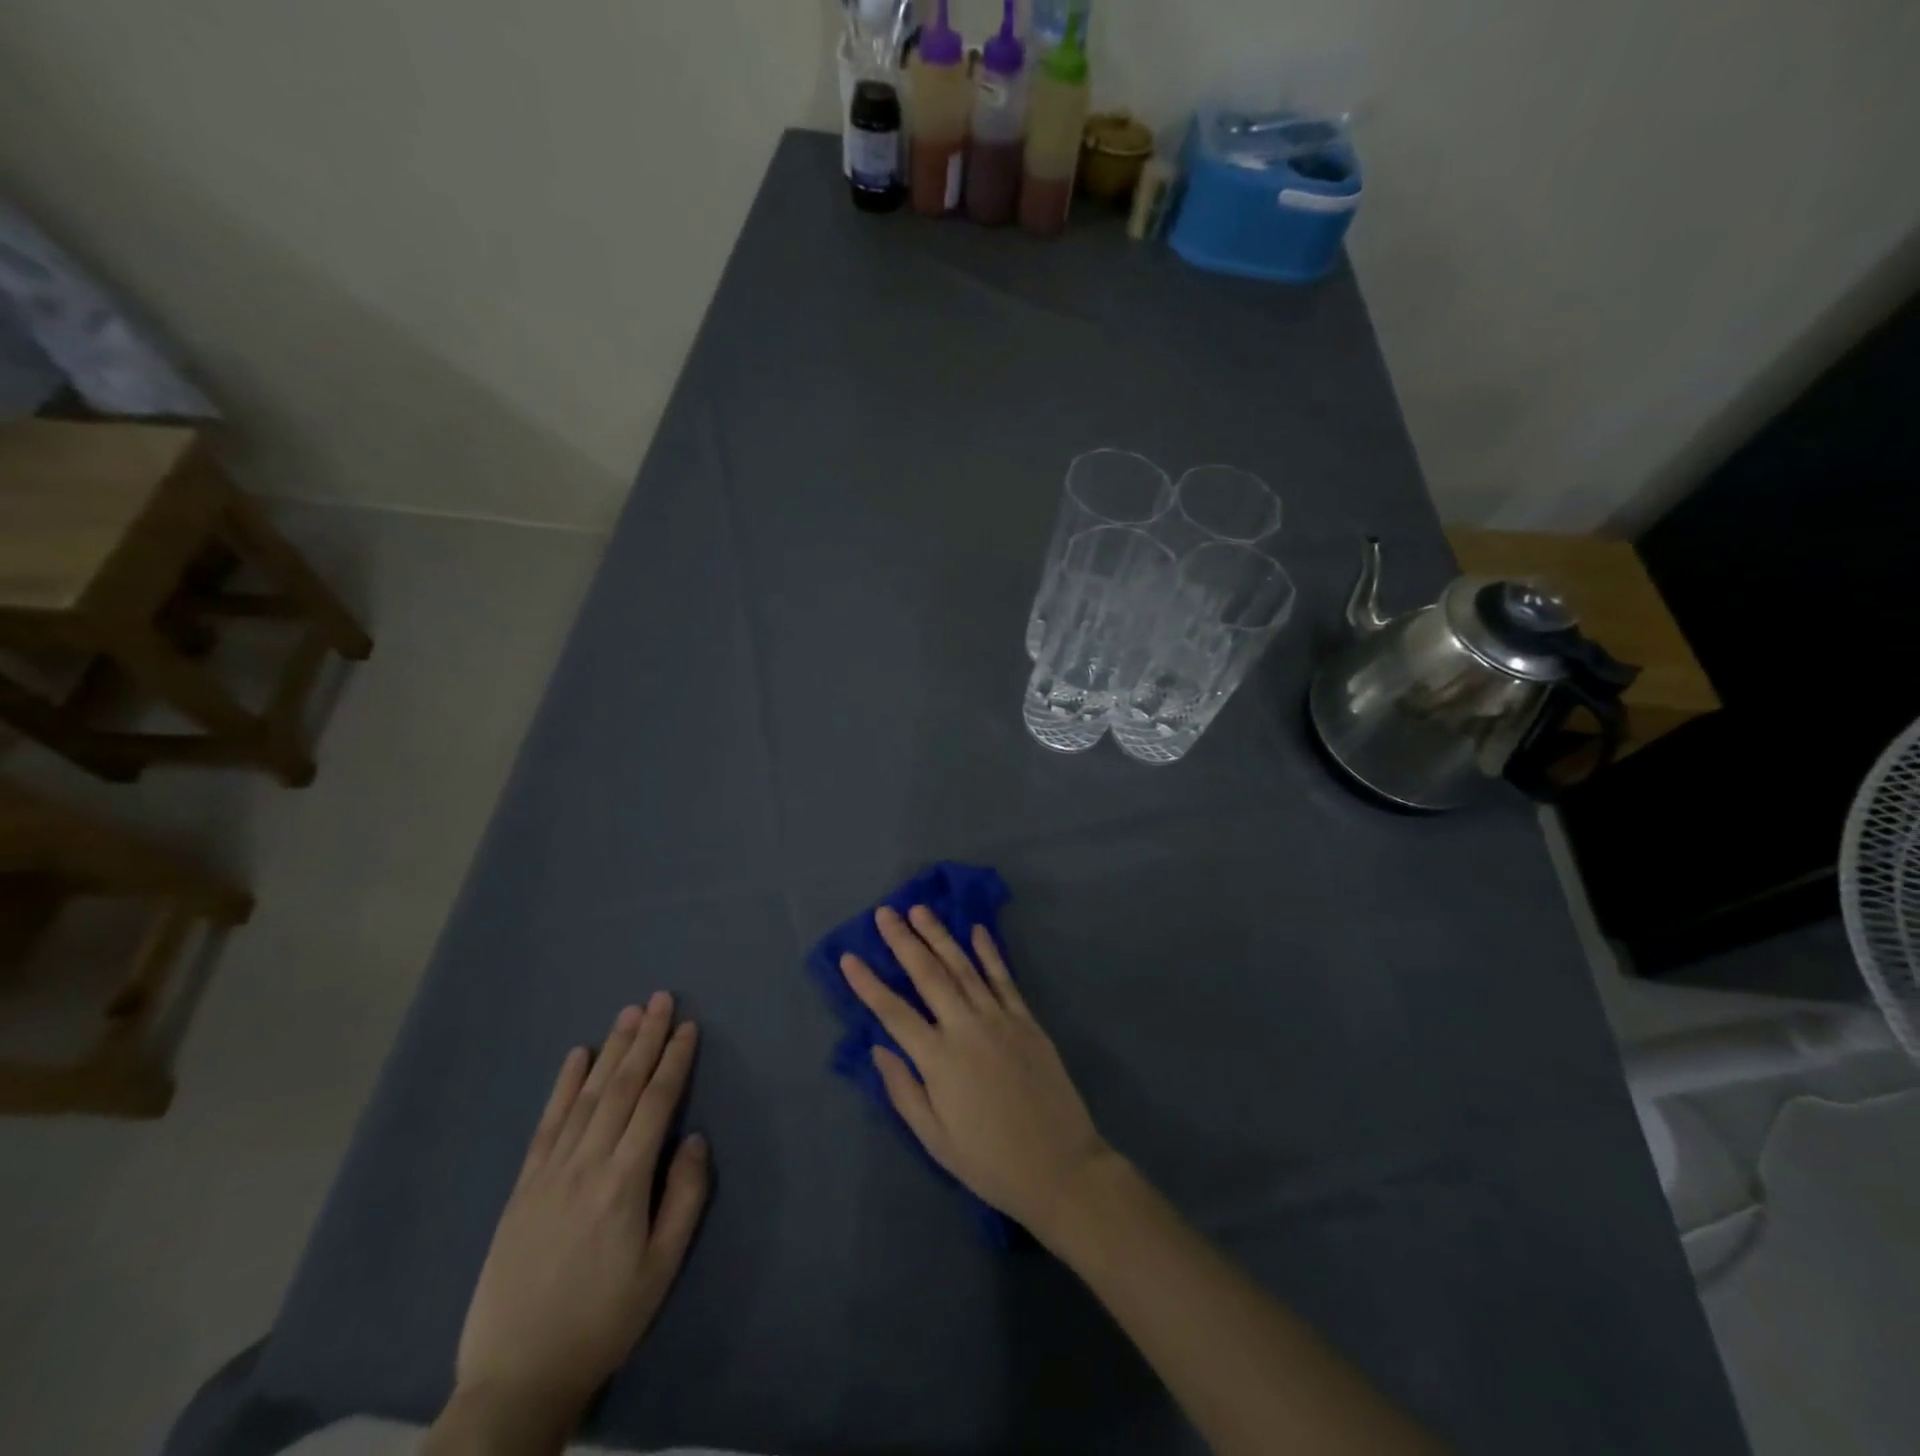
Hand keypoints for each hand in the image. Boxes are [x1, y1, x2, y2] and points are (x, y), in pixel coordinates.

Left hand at [449, 995, 708, 1437]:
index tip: (688, 1027)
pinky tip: (576, 1056)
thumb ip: (684, 1198)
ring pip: (587, 1096)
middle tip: (661, 998)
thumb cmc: (603, 1320)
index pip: (655, 1104)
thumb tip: (694, 1138)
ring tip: (628, 1013)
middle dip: (645, 1039)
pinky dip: (563, 1085)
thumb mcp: (661, 1269)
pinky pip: (547, 1123)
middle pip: (621, 1087)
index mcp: (624, 1183)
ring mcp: (550, 1172)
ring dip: (611, 1050)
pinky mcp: (523, 1185)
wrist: (517, 1375)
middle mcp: (586, 1164)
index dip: (674, 1061)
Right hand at [839, 905, 1117, 1243]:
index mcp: (939, 1060)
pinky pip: (1004, 978)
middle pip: (929, 975)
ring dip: (940, 935)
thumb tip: (879, 1048)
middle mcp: (966, 1028)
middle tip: (885, 913)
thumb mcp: (935, 1139)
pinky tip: (977, 930)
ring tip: (920, 910)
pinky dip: (989, 952)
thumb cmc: (990, 1161)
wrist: (1060, 1166)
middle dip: (904, 941)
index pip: (894, 1012)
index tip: (848, 957)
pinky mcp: (1026, 1020)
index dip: (869, 984)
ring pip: (964, 967)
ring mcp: (999, 1019)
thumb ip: (904, 1089)